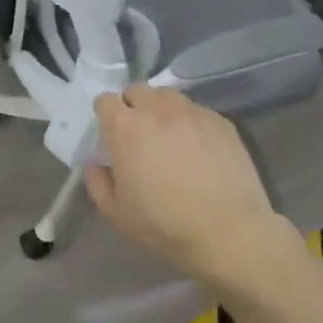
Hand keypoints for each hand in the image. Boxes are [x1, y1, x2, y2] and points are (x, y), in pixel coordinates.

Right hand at [83, 87, 289, 287]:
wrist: (228, 232)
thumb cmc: (164, 225)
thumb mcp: (116, 213)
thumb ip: (97, 183)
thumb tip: (94, 163)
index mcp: (127, 128)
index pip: (106, 100)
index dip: (105, 114)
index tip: (109, 132)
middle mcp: (158, 110)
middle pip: (137, 90)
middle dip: (132, 106)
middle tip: (137, 133)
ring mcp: (193, 113)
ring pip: (168, 97)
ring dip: (160, 109)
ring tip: (167, 135)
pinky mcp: (221, 122)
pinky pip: (197, 111)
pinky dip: (189, 122)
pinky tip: (197, 148)